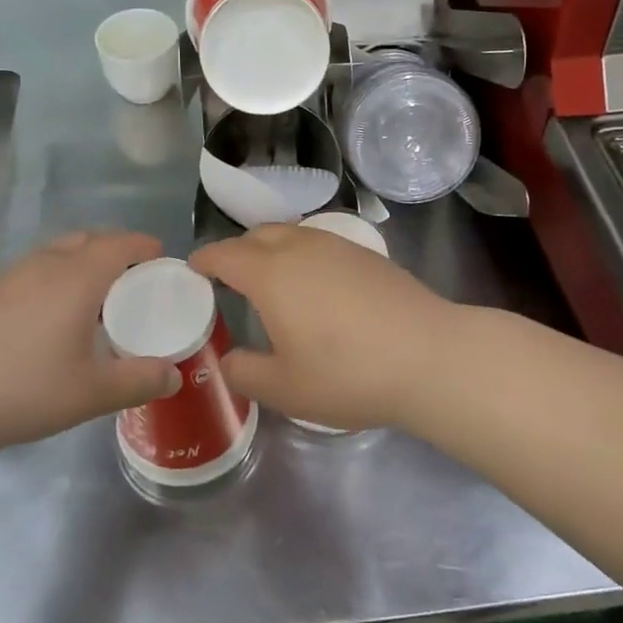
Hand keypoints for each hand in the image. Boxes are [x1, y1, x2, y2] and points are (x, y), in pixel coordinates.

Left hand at [0, 230, 180, 457]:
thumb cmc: (25, 390)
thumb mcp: (92, 393)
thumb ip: (139, 381)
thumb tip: (174, 376)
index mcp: (78, 278)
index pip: (119, 244)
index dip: (143, 245)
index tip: (161, 257)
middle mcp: (46, 266)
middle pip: (88, 240)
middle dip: (115, 249)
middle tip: (133, 276)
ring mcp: (11, 277)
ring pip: (57, 252)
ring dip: (83, 261)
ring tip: (95, 295)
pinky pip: (35, 269)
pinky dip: (56, 276)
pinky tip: (52, 315)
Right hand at [189, 224, 456, 431]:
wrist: (429, 356)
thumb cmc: (348, 373)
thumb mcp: (285, 388)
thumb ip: (245, 373)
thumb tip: (228, 360)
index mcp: (271, 274)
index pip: (225, 254)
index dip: (205, 259)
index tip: (193, 267)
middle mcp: (300, 248)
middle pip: (257, 236)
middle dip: (237, 250)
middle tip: (229, 278)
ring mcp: (337, 246)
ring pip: (291, 234)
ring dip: (271, 248)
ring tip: (271, 279)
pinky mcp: (366, 254)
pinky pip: (319, 243)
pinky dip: (302, 254)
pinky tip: (315, 285)